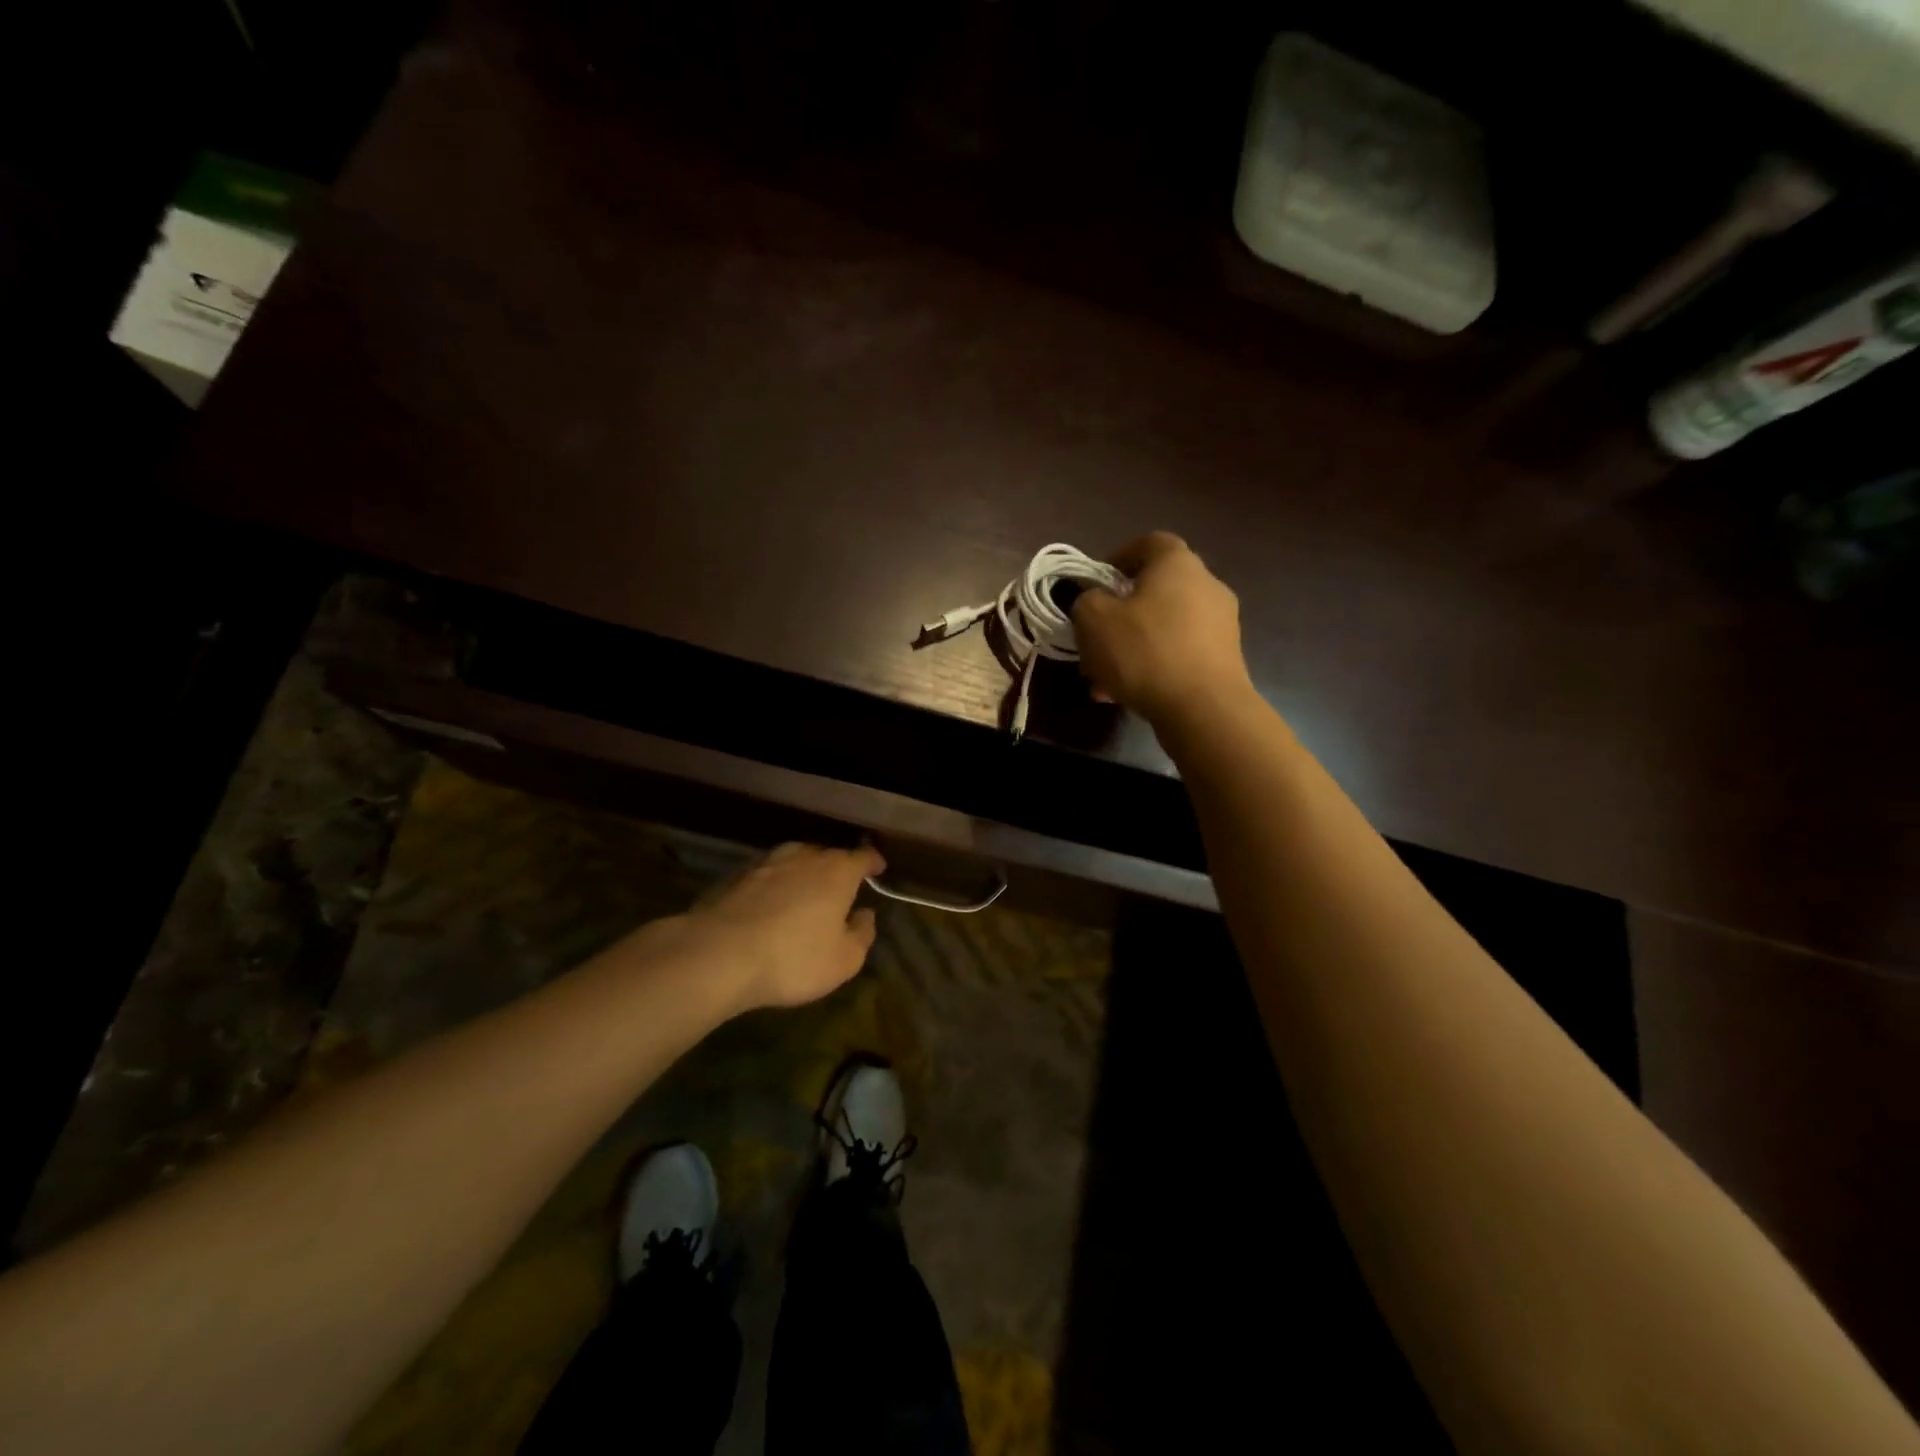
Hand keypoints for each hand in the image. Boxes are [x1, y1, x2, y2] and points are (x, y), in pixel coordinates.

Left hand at [681, 842, 883, 1011]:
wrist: (718, 955)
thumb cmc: (793, 958)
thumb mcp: (844, 960)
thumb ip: (862, 935)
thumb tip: (865, 915)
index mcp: (837, 872)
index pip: (862, 857)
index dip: (872, 863)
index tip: (878, 869)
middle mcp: (804, 857)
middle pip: (827, 856)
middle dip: (836, 870)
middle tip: (840, 891)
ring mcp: (766, 863)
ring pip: (793, 862)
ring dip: (802, 875)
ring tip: (803, 896)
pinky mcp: (734, 877)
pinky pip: (765, 876)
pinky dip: (773, 887)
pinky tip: (768, 907)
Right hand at [1072, 532, 1252, 726]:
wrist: (1203, 708)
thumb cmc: (1145, 651)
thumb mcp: (1093, 619)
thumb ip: (1087, 600)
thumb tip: (1096, 602)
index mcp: (1178, 563)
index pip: (1148, 543)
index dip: (1118, 558)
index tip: (1096, 584)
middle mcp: (1207, 585)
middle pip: (1155, 591)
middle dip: (1120, 614)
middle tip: (1094, 640)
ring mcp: (1221, 624)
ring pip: (1164, 628)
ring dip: (1132, 647)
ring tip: (1103, 679)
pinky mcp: (1225, 659)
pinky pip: (1178, 654)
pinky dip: (1153, 667)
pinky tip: (1127, 695)